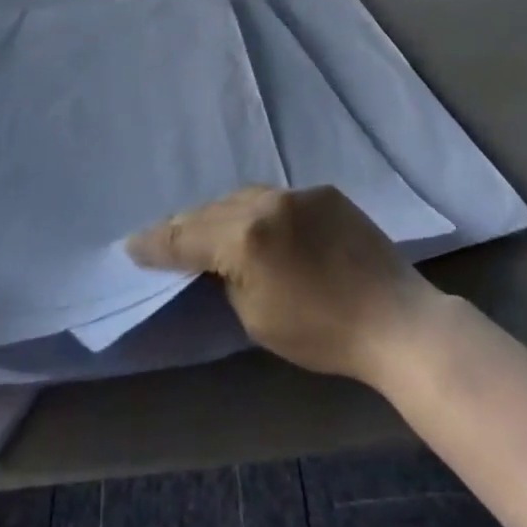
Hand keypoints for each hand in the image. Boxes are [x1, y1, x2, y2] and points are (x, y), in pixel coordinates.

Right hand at [128, 185, 438, 386]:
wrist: (394, 319)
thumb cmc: (322, 333)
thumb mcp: (257, 318)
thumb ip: (229, 279)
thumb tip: (221, 261)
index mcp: (246, 237)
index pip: (187, 237)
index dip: (156, 243)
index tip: (131, 245)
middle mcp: (268, 203)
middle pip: (213, 210)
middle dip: (187, 225)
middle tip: (164, 237)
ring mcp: (299, 192)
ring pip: (245, 196)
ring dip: (223, 213)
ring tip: (208, 228)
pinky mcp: (326, 192)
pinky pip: (279, 198)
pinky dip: (260, 210)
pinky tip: (260, 224)